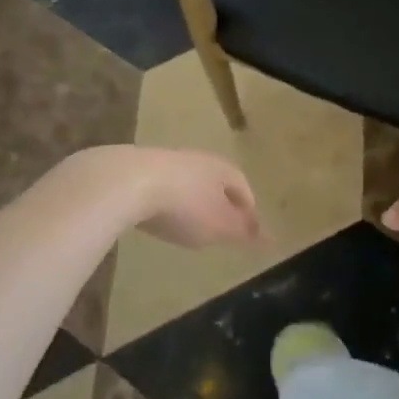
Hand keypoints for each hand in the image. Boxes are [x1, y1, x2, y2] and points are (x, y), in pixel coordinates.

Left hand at [69, 146, 261, 248]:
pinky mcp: (141, 168)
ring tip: (190, 225)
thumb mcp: (219, 226)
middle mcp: (199, 160)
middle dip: (221, 203)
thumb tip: (271, 238)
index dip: (249, 211)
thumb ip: (244, 233)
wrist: (127, 181)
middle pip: (217, 182)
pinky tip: (159, 217)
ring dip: (193, 201)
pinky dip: (168, 201)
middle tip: (221, 228)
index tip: (248, 231)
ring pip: (190, 182)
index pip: (244, 189)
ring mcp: (168, 161)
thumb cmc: (184, 206)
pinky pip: (164, 186)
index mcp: (223, 170)